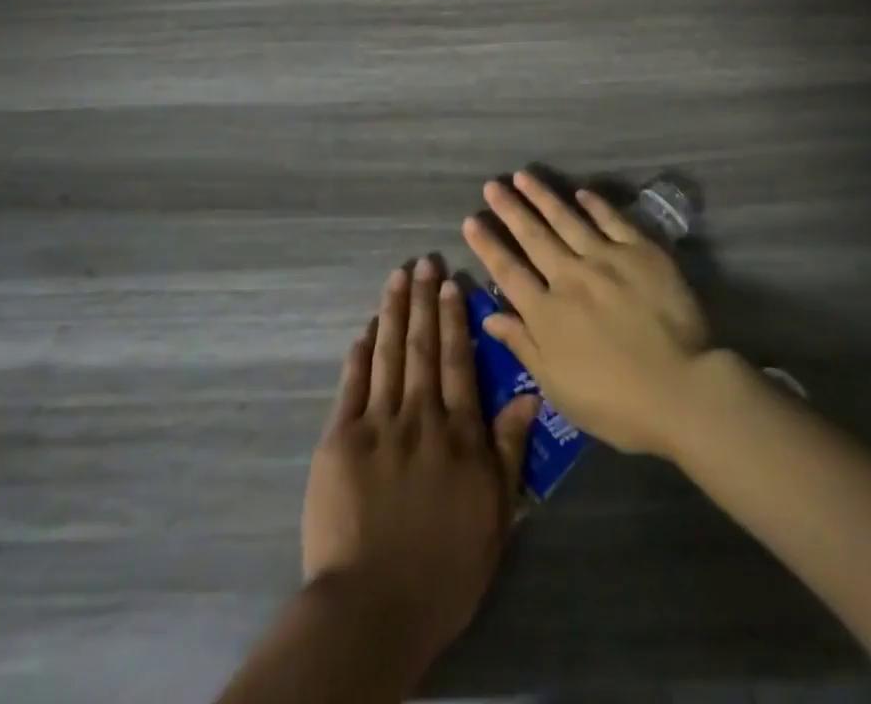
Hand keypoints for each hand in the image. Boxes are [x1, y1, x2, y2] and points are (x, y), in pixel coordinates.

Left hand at [302, 258, 538, 680]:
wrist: (373, 608)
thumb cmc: (445, 569)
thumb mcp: (495, 515)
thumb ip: (509, 449)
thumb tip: (530, 393)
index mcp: (459, 433)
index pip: (458, 362)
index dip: (455, 319)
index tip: (453, 283)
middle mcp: (420, 416)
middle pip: (423, 347)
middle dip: (424, 301)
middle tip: (425, 262)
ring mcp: (377, 424)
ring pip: (388, 354)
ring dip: (394, 312)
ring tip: (398, 276)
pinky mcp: (340, 439)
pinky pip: (352, 384)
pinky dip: (360, 353)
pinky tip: (366, 327)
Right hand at [462, 171, 712, 458]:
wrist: (681, 389)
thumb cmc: (615, 403)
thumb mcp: (558, 387)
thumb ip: (523, 346)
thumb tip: (490, 316)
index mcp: (547, 313)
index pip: (508, 271)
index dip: (488, 245)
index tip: (471, 221)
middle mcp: (570, 277)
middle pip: (534, 236)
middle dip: (510, 209)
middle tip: (492, 185)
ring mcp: (606, 259)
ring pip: (567, 219)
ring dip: (543, 196)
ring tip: (523, 176)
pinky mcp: (641, 251)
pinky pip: (612, 220)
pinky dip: (595, 204)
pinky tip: (581, 192)